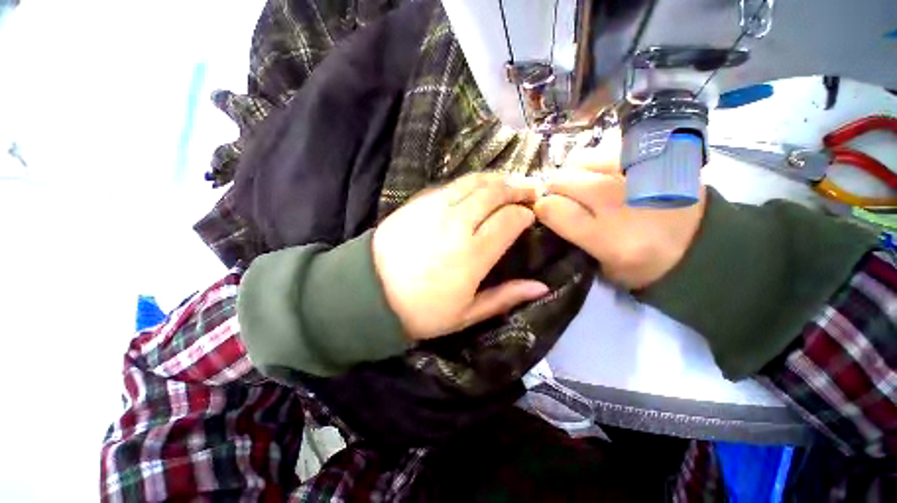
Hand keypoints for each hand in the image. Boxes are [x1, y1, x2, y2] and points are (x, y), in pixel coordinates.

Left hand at [373, 173, 549, 340]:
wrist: (370, 293)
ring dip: (495, 180)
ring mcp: (434, 208)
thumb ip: (505, 297)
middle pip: (494, 192)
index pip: (510, 219)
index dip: (525, 214)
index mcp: (473, 254)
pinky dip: (470, 183)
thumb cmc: (422, 311)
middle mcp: (457, 224)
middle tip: (528, 191)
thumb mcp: (467, 314)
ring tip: (507, 184)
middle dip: (516, 187)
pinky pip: (451, 185)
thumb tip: (542, 286)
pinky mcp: (417, 202)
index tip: (530, 216)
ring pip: (473, 181)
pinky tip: (476, 190)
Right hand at [533, 134, 706, 289]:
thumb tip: (552, 212)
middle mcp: (616, 201)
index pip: (551, 208)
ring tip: (584, 184)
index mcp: (604, 236)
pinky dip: (599, 160)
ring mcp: (636, 175)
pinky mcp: (653, 159)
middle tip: (565, 199)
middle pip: (561, 179)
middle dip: (554, 189)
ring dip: (574, 173)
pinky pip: (608, 149)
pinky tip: (606, 173)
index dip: (541, 209)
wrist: (703, 246)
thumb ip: (574, 239)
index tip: (547, 213)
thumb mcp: (603, 267)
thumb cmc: (646, 265)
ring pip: (580, 159)